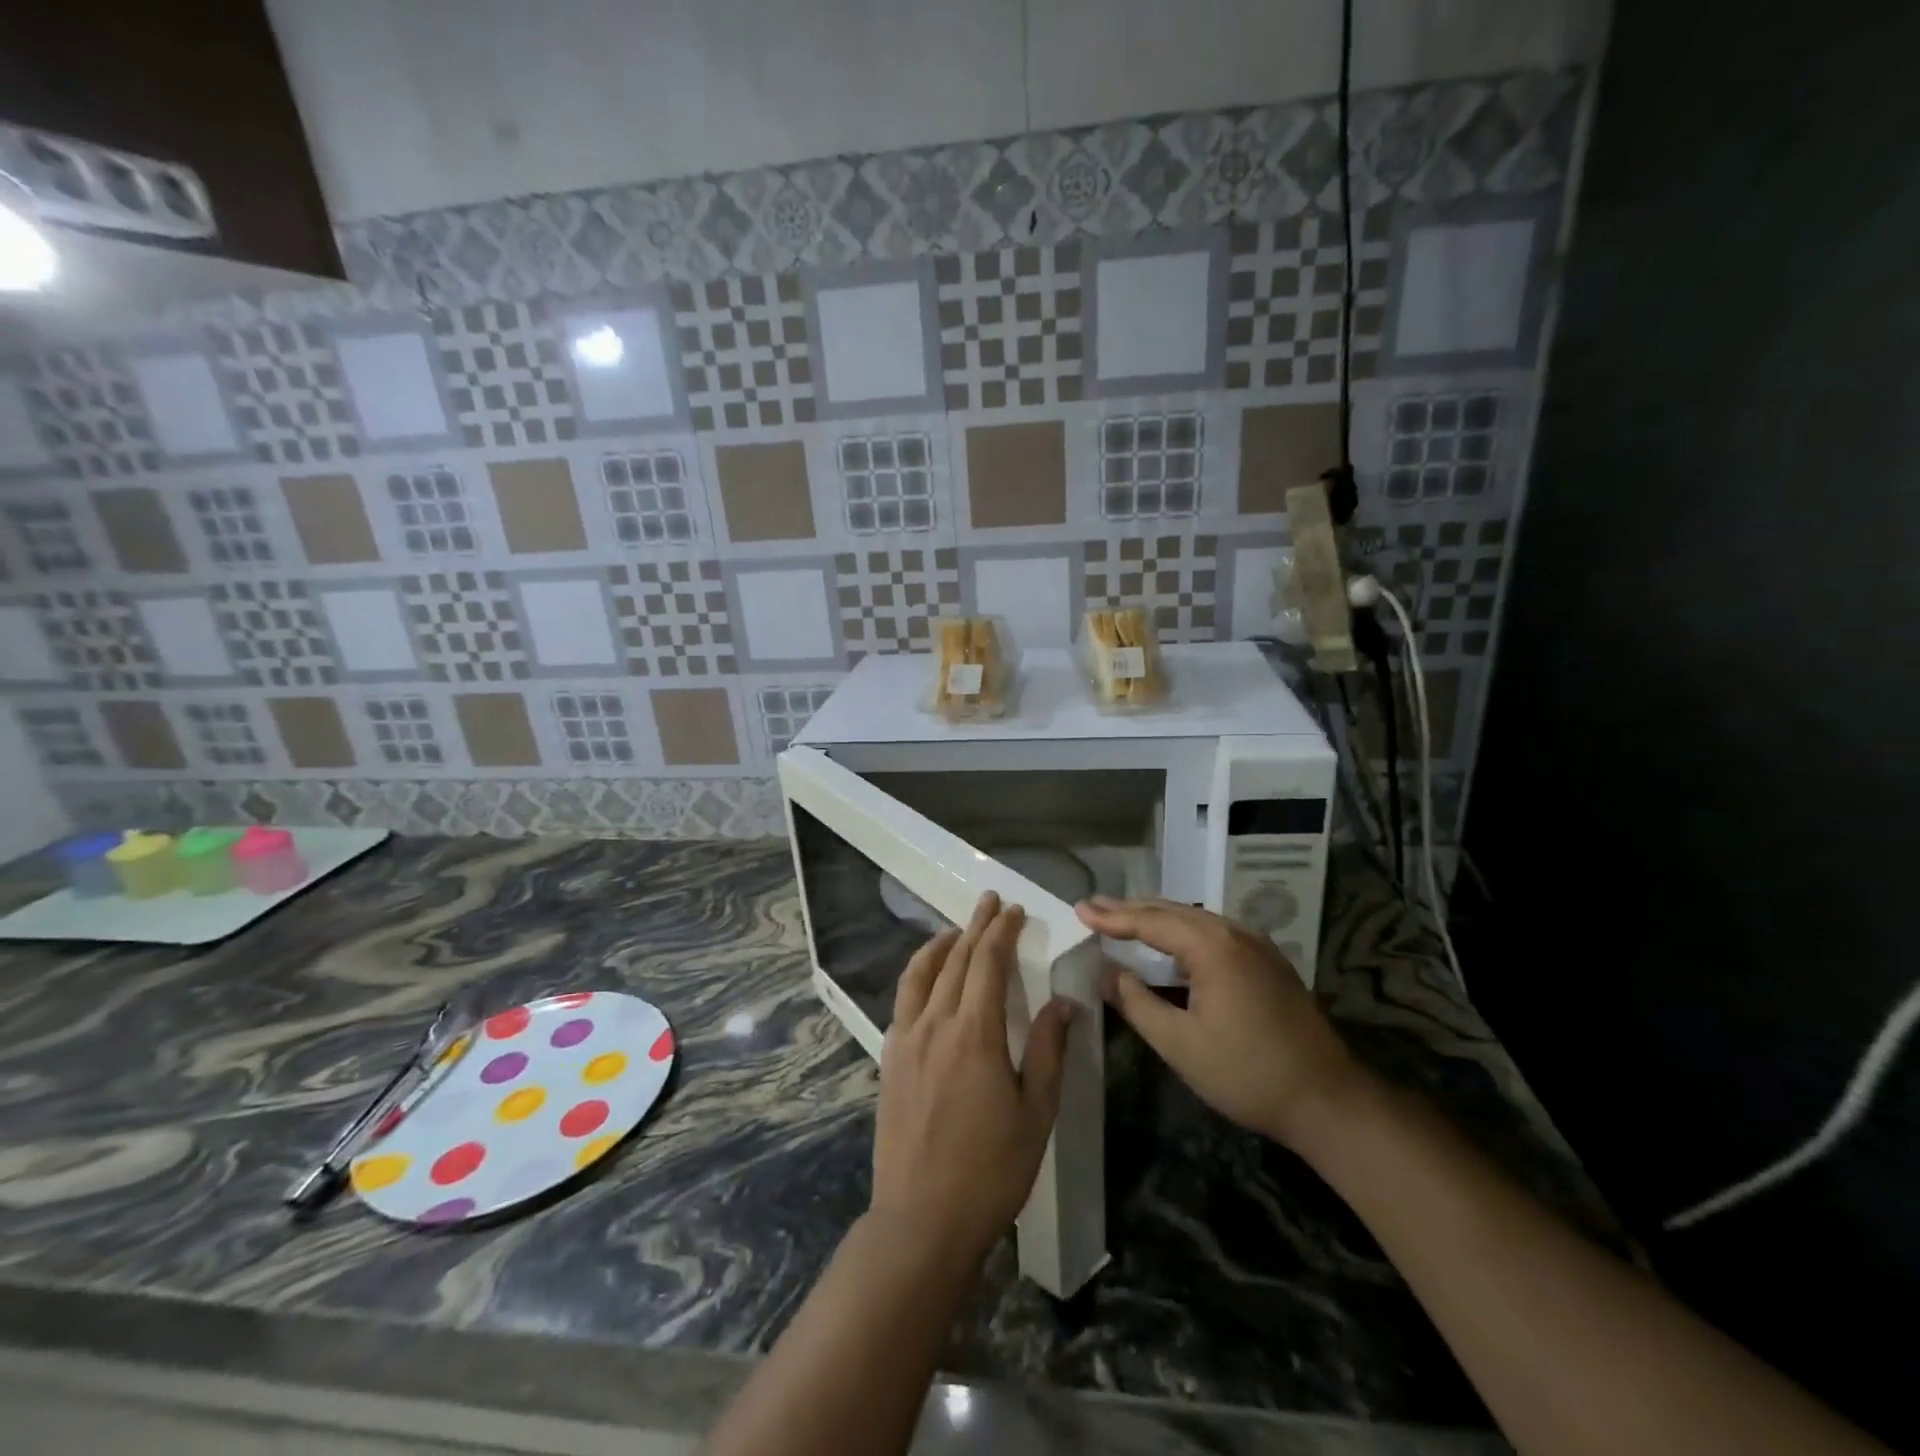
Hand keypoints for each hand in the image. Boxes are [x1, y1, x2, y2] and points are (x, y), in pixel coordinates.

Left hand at [870, 893, 1074, 1266]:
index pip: (987, 963)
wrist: (921, 1219)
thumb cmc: (990, 1170)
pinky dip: (918, 976)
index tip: (1013, 910)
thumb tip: (1065, 1003)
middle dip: (975, 926)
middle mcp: (934, 1024)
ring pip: (920, 974)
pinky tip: (928, 982)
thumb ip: (1049, 1050)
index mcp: (974, 1033)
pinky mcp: (889, 1060)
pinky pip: (903, 1001)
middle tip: (989, 902)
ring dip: (940, 945)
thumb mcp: (1035, 1112)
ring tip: (956, 931)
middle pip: (954, 959)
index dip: (1002, 931)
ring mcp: (905, 1040)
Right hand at [1075, 895, 1359, 1148]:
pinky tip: (1171, 941)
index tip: (1079, 909)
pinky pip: (1214, 932)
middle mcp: (1234, 933)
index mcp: (1211, 947)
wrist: (1328, 1100)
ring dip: (1157, 917)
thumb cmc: (1246, 1073)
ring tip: (1123, 917)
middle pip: (1173, 911)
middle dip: (1131, 909)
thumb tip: (1105, 973)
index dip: (1112, 917)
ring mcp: (1256, 945)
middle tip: (1094, 906)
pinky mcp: (1267, 962)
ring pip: (1195, 918)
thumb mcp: (1180, 1044)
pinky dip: (1182, 930)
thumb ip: (1136, 1003)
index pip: (1150, 921)